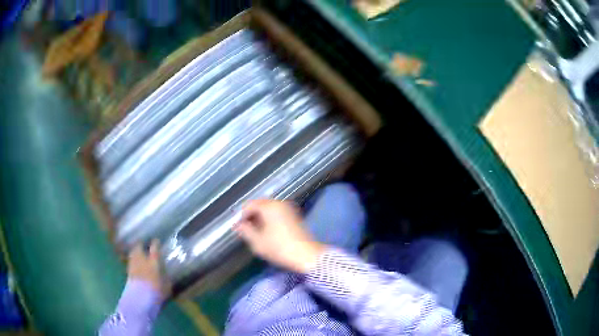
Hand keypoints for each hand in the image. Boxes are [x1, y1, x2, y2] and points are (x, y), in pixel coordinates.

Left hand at [128, 240, 168, 297]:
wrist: (140, 297)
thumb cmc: (156, 291)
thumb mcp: (166, 286)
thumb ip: (166, 278)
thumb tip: (167, 274)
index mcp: (153, 261)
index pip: (154, 247)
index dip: (155, 243)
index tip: (156, 240)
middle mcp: (141, 259)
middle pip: (139, 246)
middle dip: (141, 244)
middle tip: (144, 245)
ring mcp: (133, 263)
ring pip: (133, 252)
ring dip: (136, 251)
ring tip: (139, 253)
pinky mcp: (128, 270)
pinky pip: (131, 261)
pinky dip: (133, 260)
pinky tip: (135, 263)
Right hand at [234, 199, 325, 273]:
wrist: (306, 256)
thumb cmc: (279, 248)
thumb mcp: (257, 242)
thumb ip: (245, 231)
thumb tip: (238, 225)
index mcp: (269, 206)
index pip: (249, 205)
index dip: (241, 216)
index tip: (237, 228)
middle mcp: (279, 203)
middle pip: (260, 205)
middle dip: (251, 216)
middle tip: (245, 230)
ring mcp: (289, 209)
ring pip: (269, 209)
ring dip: (260, 218)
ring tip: (255, 232)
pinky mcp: (294, 216)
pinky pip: (277, 213)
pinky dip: (270, 219)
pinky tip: (267, 232)